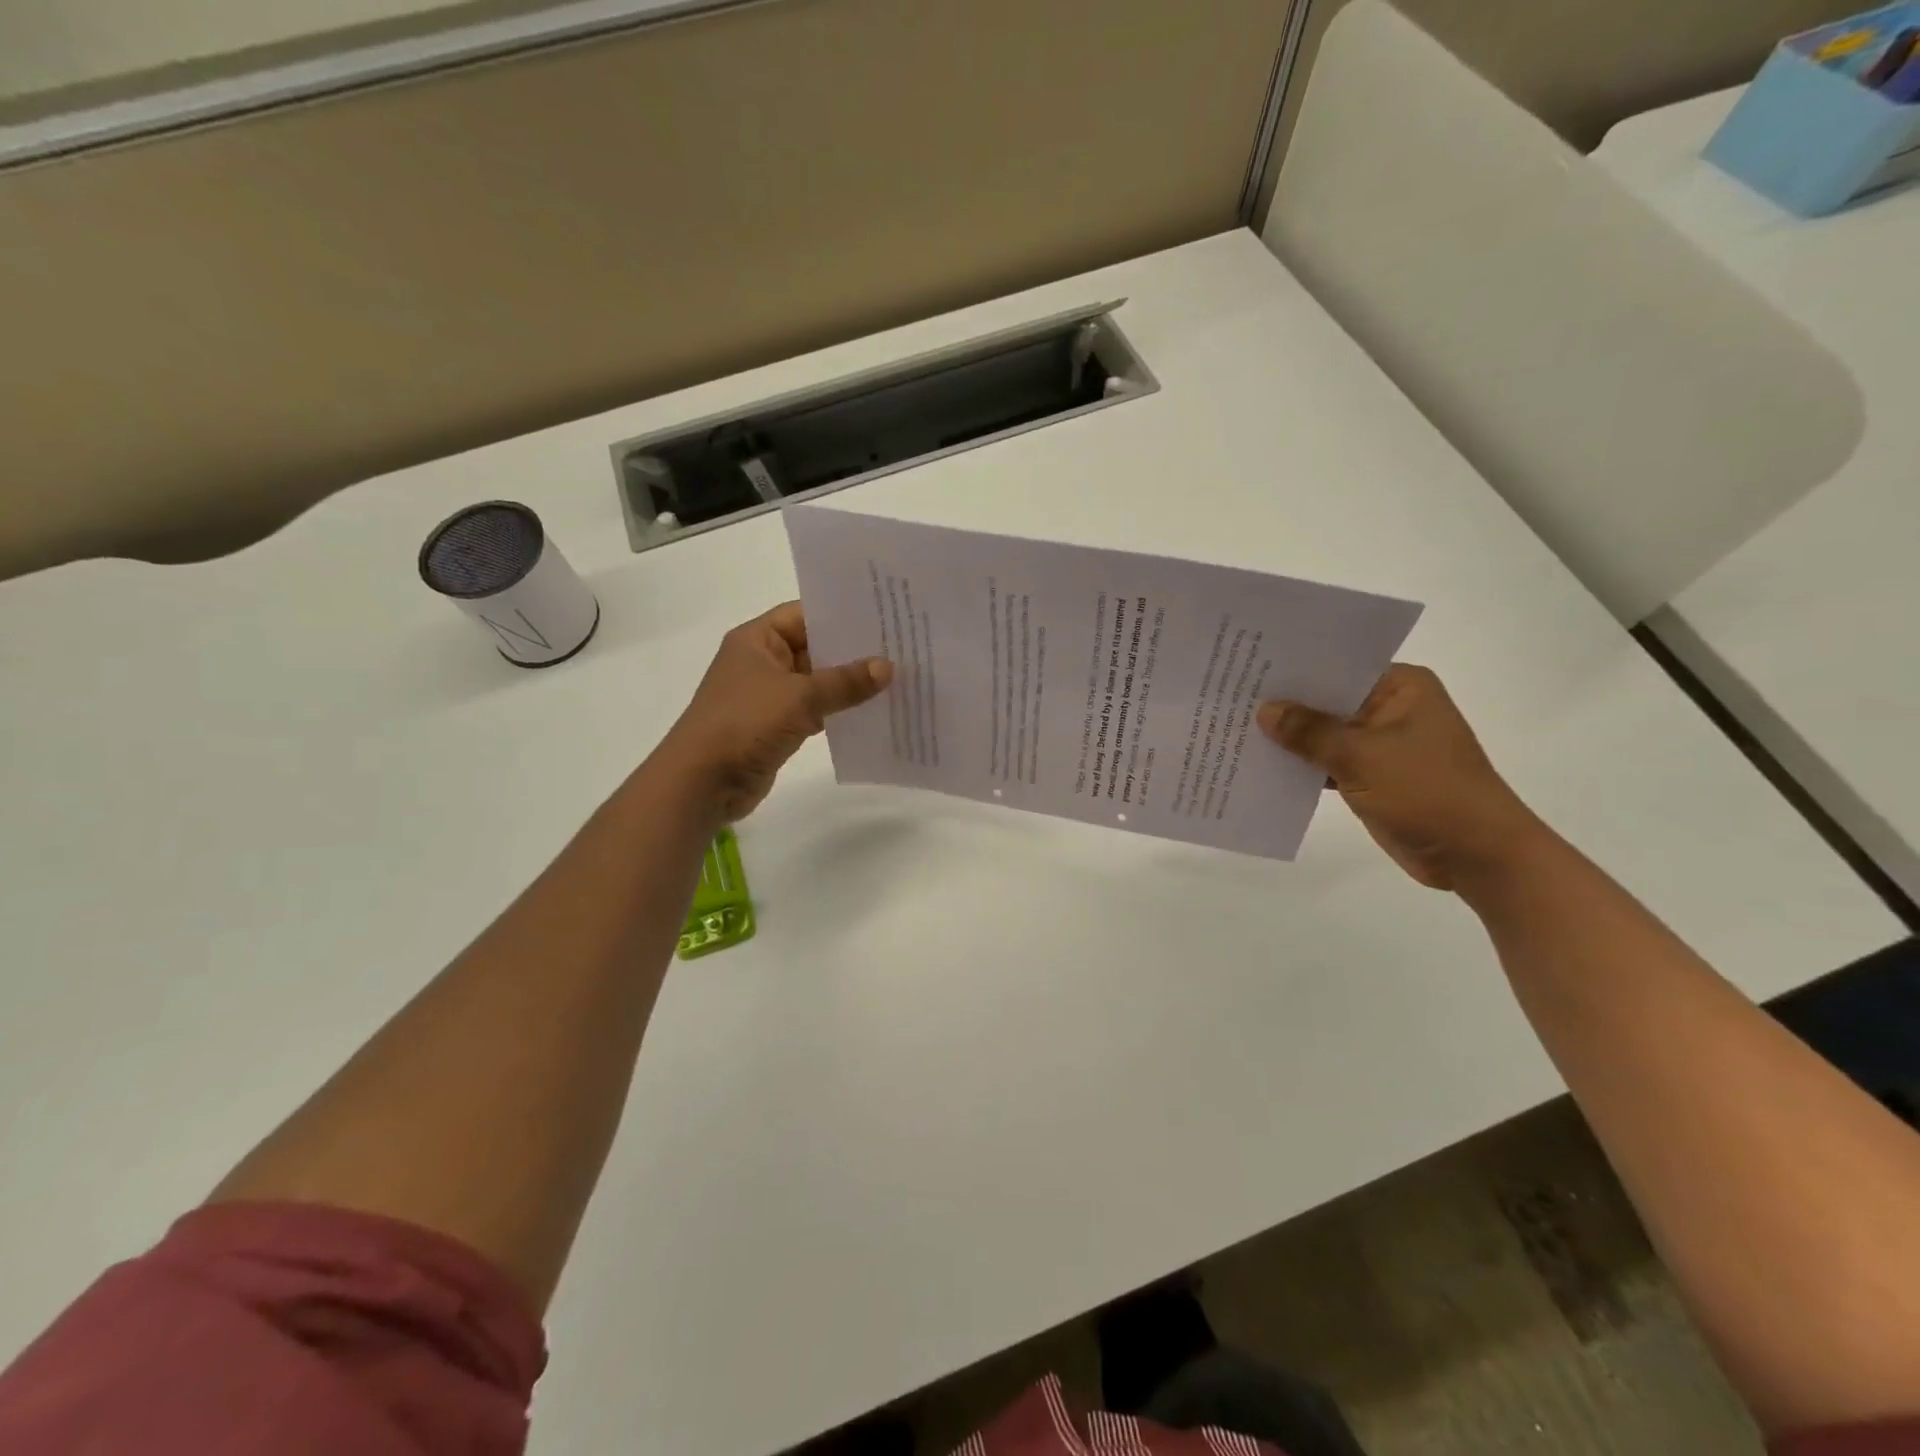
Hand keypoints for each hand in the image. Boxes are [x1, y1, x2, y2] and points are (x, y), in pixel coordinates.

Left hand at [657, 603, 892, 822]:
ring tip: (895, 678)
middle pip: (814, 648)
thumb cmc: (745, 724)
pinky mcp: (776, 726)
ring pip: (816, 682)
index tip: (883, 615)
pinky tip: (872, 711)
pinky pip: (814, 710)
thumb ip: (845, 682)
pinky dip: (838, 711)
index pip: (805, 614)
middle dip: (852, 651)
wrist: (703, 781)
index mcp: (757, 639)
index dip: (841, 614)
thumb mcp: (799, 697)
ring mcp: (769, 695)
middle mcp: (762, 661)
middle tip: (900, 647)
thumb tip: (888, 667)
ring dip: (848, 684)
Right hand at [1257, 665, 1544, 890]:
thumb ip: (1310, 732)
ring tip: (1232, 727)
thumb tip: (1265, 710)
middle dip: (1284, 704)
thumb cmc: (1428, 792)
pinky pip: (1325, 761)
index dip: (1293, 668)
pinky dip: (1299, 764)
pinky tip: (1259, 762)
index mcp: (1400, 688)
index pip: (1337, 666)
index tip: (1247, 667)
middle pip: (1326, 699)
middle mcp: (1388, 707)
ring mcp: (1378, 743)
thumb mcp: (1363, 756)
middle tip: (1229, 696)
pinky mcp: (1369, 775)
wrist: (1475, 856)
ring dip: (1288, 737)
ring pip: (1322, 732)